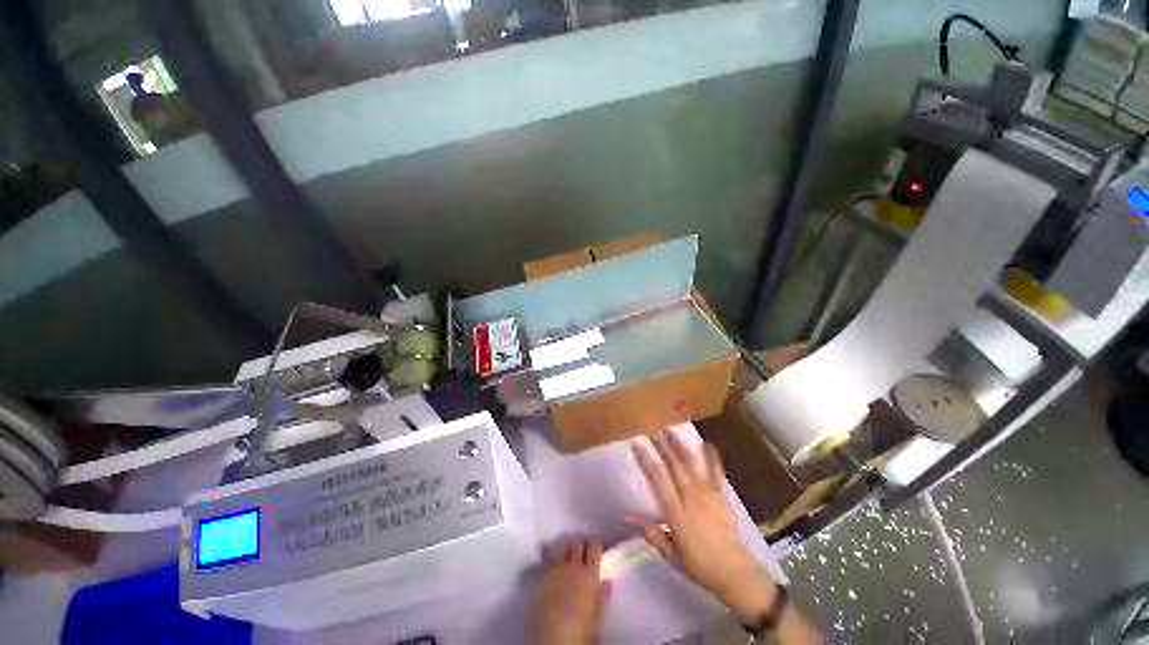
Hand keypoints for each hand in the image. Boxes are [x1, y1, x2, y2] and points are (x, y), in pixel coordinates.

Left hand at [529, 539, 610, 644]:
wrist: (550, 641)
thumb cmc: (579, 632)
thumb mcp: (596, 617)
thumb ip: (602, 597)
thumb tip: (607, 581)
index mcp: (589, 574)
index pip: (594, 546)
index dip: (595, 544)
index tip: (596, 548)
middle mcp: (572, 565)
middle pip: (577, 542)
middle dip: (581, 544)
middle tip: (583, 552)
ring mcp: (555, 568)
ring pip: (562, 545)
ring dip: (566, 548)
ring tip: (568, 556)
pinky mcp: (541, 574)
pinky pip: (548, 556)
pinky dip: (552, 556)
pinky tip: (553, 563)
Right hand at [629, 432, 778, 623]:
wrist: (735, 572)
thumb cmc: (700, 565)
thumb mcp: (672, 556)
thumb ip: (655, 536)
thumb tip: (635, 521)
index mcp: (676, 512)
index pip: (658, 479)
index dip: (646, 460)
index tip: (637, 444)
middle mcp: (691, 498)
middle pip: (674, 466)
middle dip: (662, 446)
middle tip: (652, 430)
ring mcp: (708, 494)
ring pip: (692, 464)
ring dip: (680, 446)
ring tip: (670, 431)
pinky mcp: (721, 495)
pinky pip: (715, 472)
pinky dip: (711, 457)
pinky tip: (707, 443)